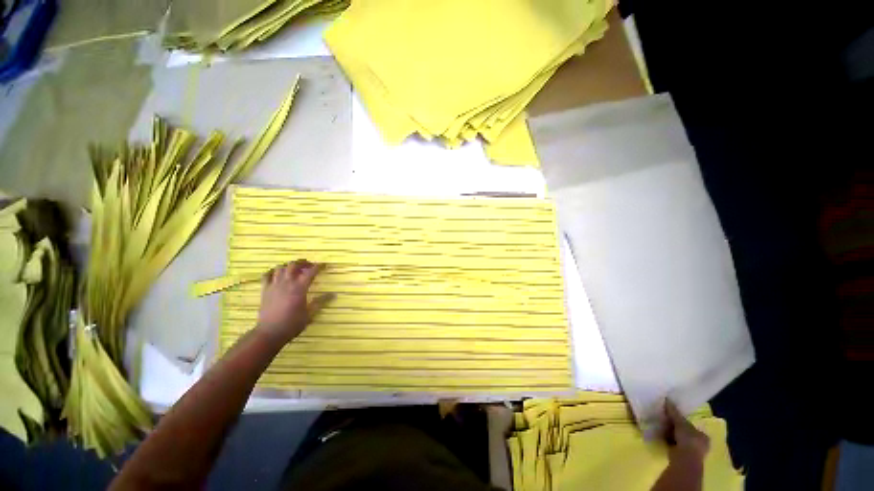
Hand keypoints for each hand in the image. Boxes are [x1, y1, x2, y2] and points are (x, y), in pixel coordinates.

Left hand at [256, 260, 333, 343]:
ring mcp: (274, 285)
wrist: (270, 333)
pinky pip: (266, 275)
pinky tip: (276, 274)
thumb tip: (334, 294)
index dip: (319, 266)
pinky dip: (272, 271)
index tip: (324, 265)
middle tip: (309, 266)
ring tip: (294, 269)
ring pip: (280, 268)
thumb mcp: (310, 313)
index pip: (311, 272)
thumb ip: (321, 301)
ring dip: (288, 266)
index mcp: (299, 288)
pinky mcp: (264, 290)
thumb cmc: (292, 324)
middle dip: (302, 263)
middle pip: (294, 265)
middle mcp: (287, 283)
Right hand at [664, 400, 709, 463]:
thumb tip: (667, 399)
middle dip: (675, 427)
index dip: (681, 420)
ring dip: (670, 434)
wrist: (685, 459)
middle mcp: (700, 444)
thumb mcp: (681, 423)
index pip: (692, 425)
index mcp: (703, 435)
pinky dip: (668, 441)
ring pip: (679, 439)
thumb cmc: (688, 440)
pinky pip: (674, 445)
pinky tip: (662, 437)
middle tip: (665, 421)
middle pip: (685, 432)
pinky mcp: (682, 457)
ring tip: (661, 428)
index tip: (672, 416)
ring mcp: (692, 452)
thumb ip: (674, 412)